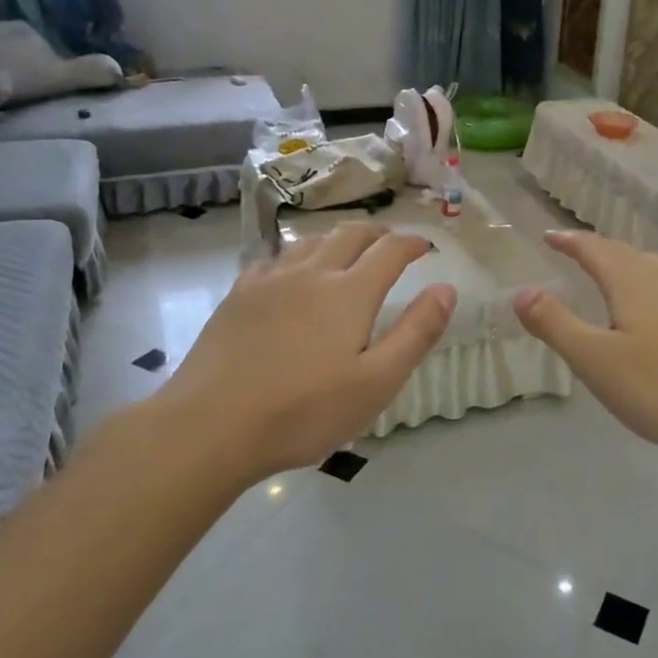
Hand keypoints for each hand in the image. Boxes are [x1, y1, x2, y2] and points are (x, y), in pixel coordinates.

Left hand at [158, 222, 455, 481]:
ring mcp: (269, 281)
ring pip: (309, 242)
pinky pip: (272, 260)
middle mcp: (311, 273)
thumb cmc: (304, 411)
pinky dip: (294, 257)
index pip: (390, 251)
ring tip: (345, 250)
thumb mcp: (377, 383)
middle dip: (376, 233)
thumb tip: (446, 288)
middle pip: (349, 235)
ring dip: (335, 239)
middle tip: (390, 241)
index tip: (425, 246)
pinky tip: (288, 274)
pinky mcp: (238, 296)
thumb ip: (416, 333)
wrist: (211, 424)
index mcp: (350, 293)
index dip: (412, 243)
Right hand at [514, 230, 657, 462]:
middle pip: (624, 252)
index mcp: (632, 280)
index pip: (593, 249)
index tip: (548, 236)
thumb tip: (521, 291)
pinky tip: (652, 310)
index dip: (569, 241)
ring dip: (624, 263)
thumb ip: (556, 323)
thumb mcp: (595, 359)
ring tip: (610, 272)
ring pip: (651, 267)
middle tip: (574, 250)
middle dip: (596, 249)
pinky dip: (646, 284)